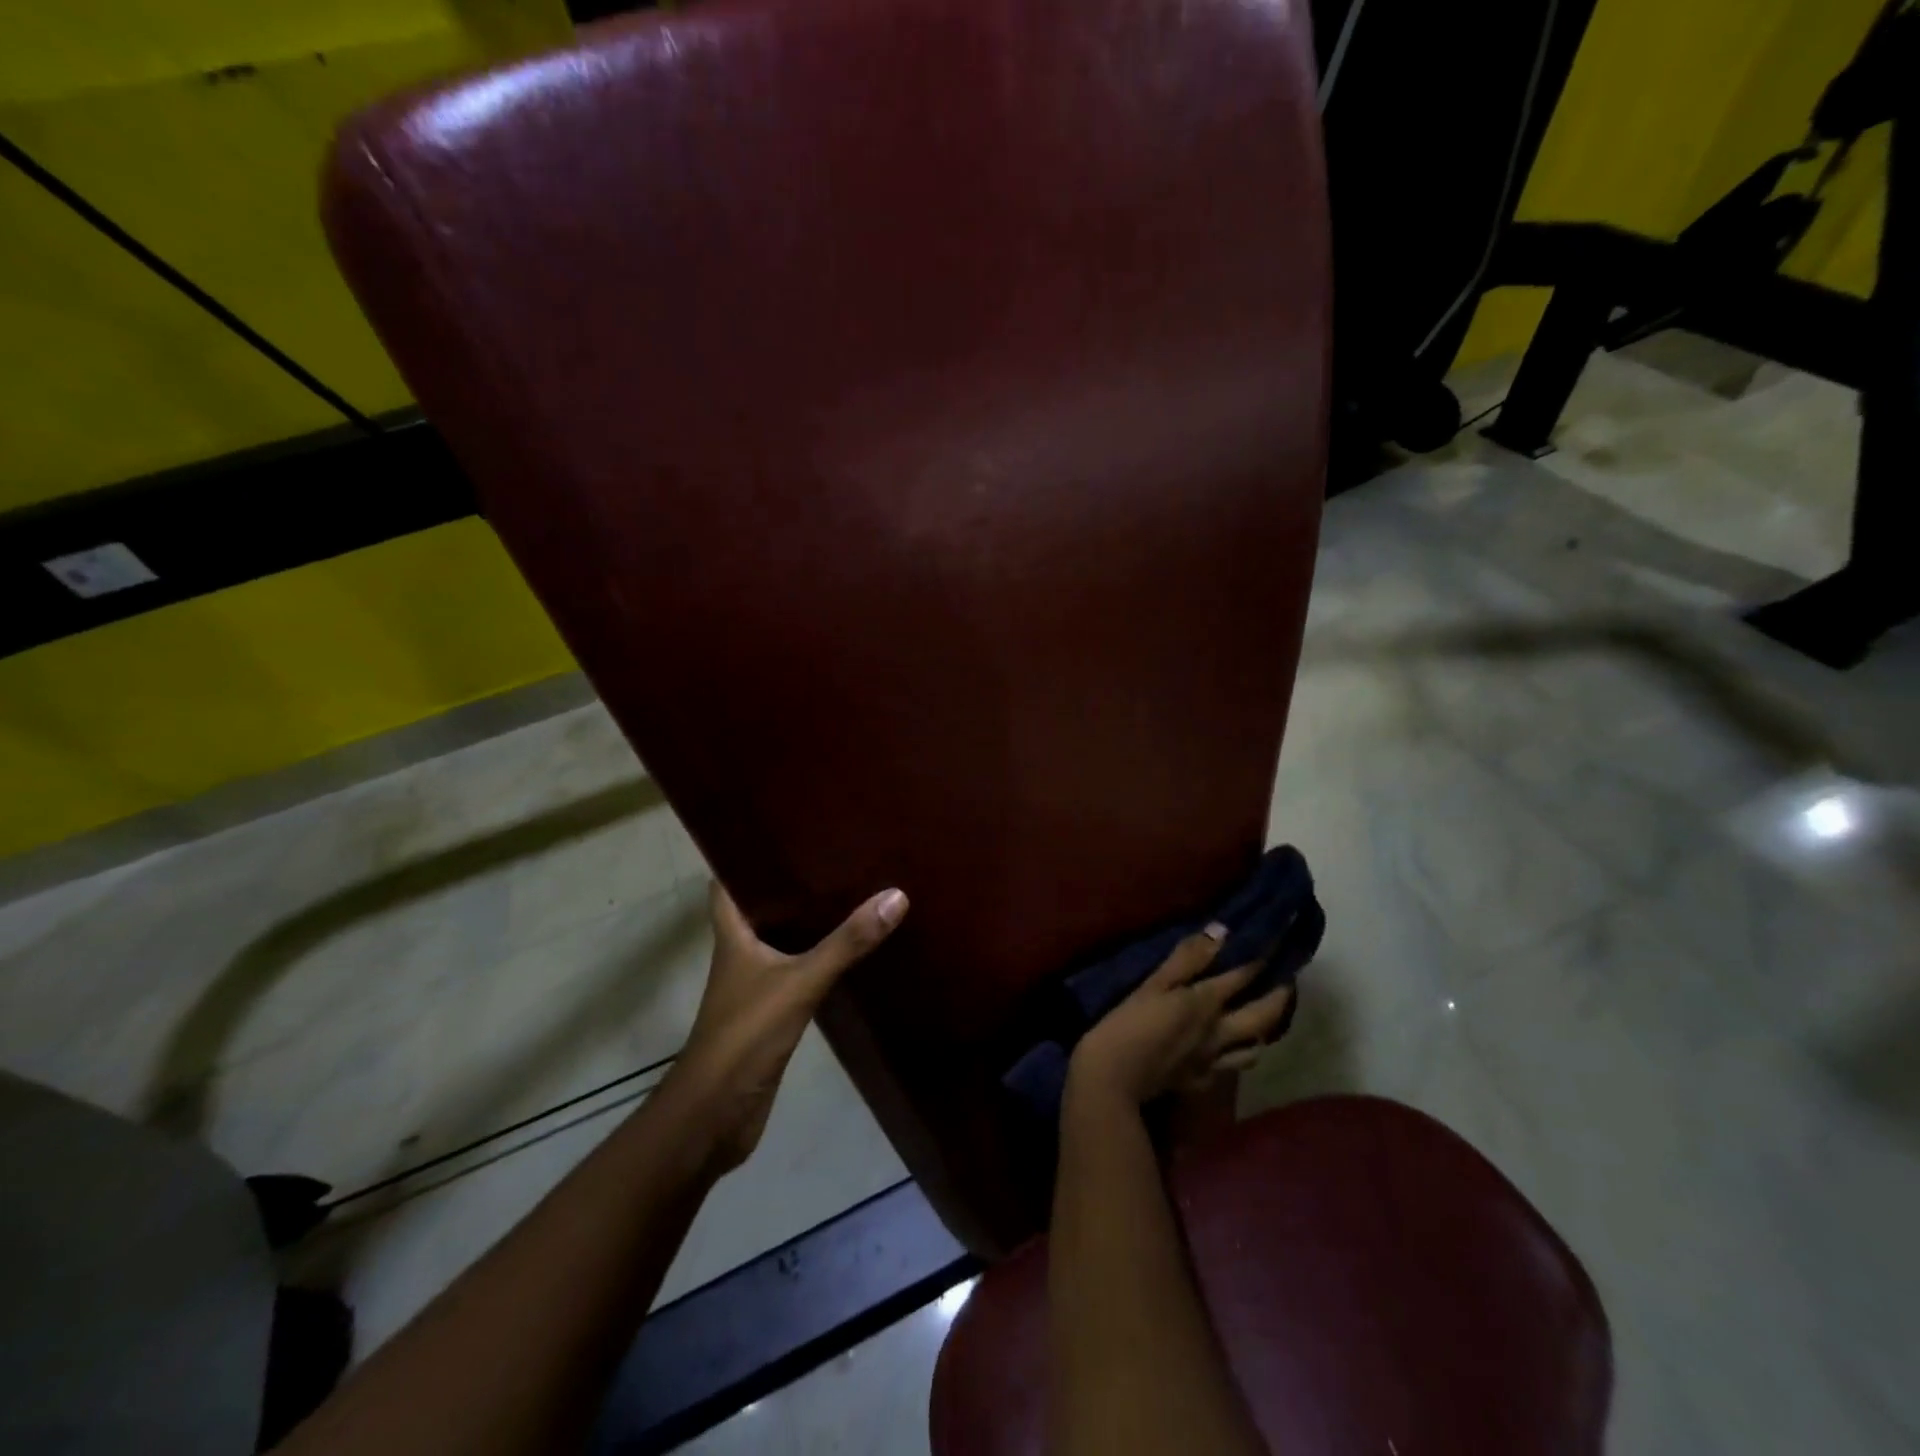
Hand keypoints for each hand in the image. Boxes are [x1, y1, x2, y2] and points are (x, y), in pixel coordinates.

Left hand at [669, 881, 907, 1170]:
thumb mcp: (800, 982)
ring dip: (805, 921)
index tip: (780, 831)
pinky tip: (846, 952)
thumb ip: (846, 943)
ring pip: (780, 941)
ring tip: (846, 891)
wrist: (716, 1115)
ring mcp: (754, 986)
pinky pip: (796, 972)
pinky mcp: (771, 1014)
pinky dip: (816, 958)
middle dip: (788, 883)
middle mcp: (740, 955)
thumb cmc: (746, 1035)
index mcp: (733, 936)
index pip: (727, 884)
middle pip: (760, 908)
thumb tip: (895, 896)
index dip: (743, 855)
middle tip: (829, 854)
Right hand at [1068, 924, 1294, 1107]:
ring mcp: (1213, 1061)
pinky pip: (1231, 1068)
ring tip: (1262, 1019)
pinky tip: (1228, 1051)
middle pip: (1263, 1015)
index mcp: (1205, 1003)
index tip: (1279, 941)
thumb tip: (1221, 932)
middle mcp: (1219, 1032)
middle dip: (1280, 996)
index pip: (1244, 975)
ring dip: (1264, 1031)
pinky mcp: (1201, 1082)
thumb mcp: (1152, 984)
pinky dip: (1237, 1056)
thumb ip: (1186, 959)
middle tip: (1287, 981)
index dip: (1264, 956)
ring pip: (1254, 1048)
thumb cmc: (1127, 1023)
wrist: (1112, 1079)